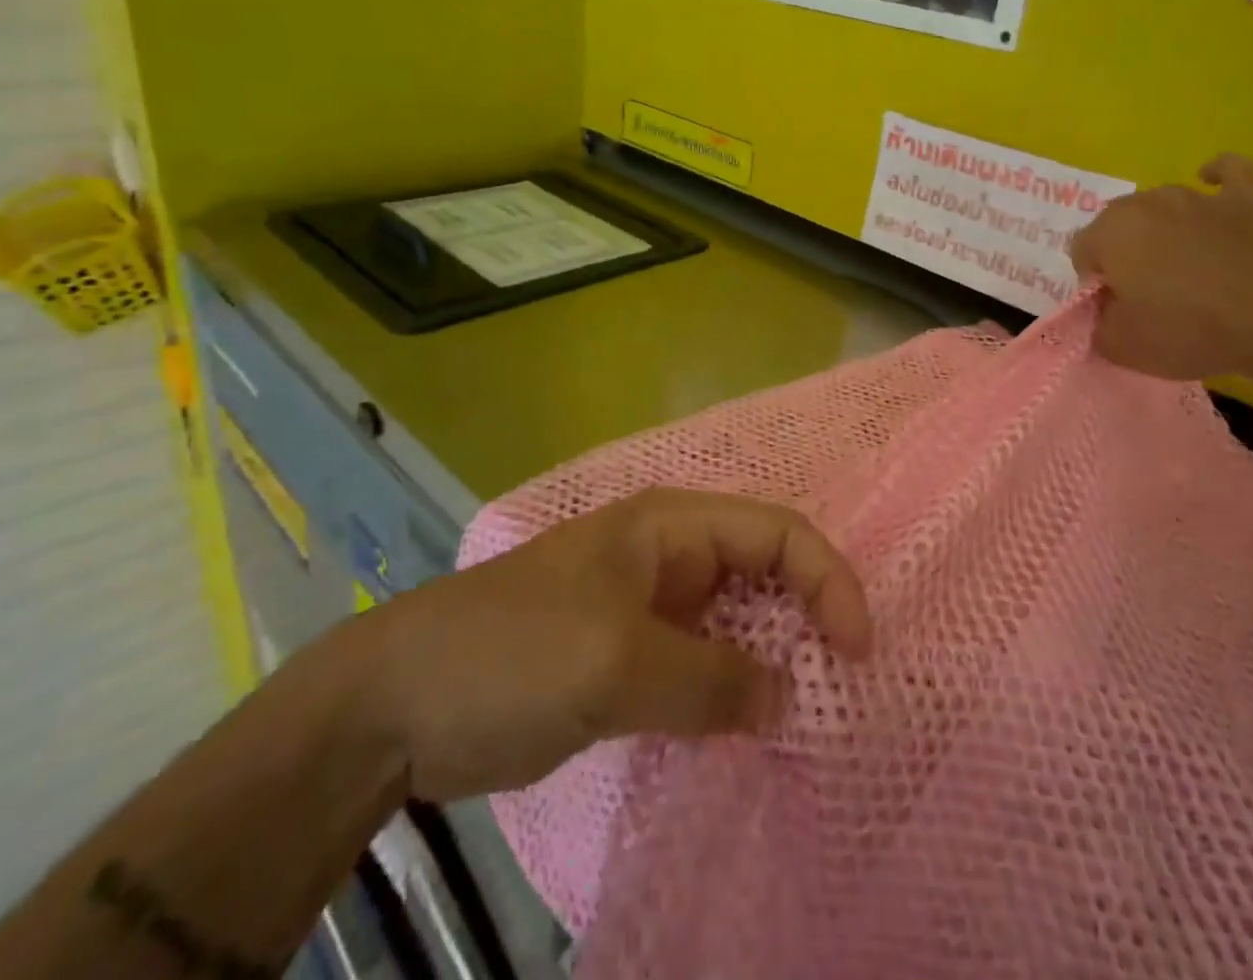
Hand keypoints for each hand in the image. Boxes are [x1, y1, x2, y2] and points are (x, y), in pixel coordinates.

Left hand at [357, 488, 872, 799]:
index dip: (828, 579)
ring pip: (737, 619)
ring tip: (805, 715)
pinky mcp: (629, 652)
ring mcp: (649, 603)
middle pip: (765, 571)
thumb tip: (786, 700)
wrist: (394, 705)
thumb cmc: (510, 655)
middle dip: (809, 618)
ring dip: (774, 658)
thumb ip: (710, 681)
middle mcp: (670, 554)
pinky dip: (733, 689)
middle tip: (841, 688)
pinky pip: (703, 661)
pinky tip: (746, 727)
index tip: (858, 650)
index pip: (777, 532)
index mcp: (672, 525)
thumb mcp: (615, 665)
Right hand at [1069, 154, 1252, 384]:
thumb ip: (1095, 321)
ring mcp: (1195, 197)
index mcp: (1109, 232)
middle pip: (1115, 225)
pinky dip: (1216, 176)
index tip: (1115, 308)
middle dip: (1121, 252)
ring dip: (1159, 230)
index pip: (1081, 252)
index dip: (1094, 283)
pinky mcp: (1242, 200)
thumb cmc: (1187, 332)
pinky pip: (1226, 172)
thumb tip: (1100, 309)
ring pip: (1160, 206)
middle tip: (1144, 292)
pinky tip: (1211, 182)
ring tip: (1180, 265)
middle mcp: (1145, 203)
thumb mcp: (1119, 345)